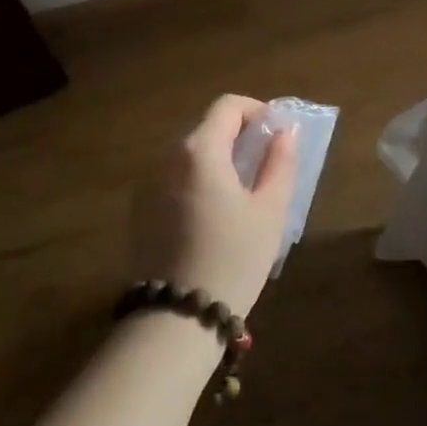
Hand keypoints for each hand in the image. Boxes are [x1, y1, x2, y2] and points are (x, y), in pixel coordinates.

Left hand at [130, 95, 297, 318]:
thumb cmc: (233, 258)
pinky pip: (174, 179)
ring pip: (189, 154)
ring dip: (218, 158)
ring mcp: (147, 184)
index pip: (227, 106)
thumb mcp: (270, 210)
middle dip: (239, 135)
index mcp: (199, 150)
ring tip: (244, 190)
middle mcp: (167, 158)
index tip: (277, 133)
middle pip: (206, 127)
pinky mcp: (140, 211)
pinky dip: (198, 180)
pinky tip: (215, 214)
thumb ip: (281, 162)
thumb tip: (286, 132)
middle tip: (267, 162)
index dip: (257, 110)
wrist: (177, 319)